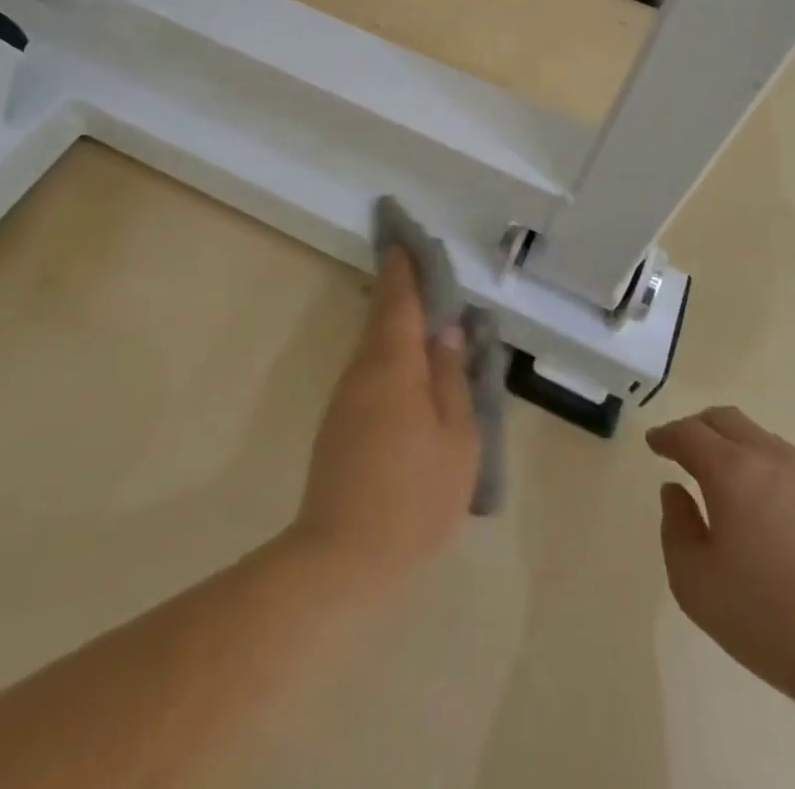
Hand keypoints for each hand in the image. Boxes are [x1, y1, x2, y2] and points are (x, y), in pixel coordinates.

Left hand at [291, 248, 479, 593]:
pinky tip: (413, 370)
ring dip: (398, 323)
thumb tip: (447, 333)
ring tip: (430, 317)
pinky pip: (371, 370)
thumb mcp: (456, 439)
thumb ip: (451, 379)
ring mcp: (346, 395)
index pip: (399, 299)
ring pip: (376, 344)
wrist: (342, 556)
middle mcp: (363, 369)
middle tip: (425, 269)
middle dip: (402, 289)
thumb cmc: (413, 496)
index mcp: (394, 364)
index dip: (404, 267)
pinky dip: (392, 354)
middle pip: (384, 316)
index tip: (405, 237)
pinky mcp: (339, 421)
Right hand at [649, 406, 794, 709]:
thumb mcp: (696, 586)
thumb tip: (677, 493)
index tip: (655, 443)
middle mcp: (774, 461)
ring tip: (737, 488)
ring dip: (744, 453)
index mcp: (732, 472)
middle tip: (688, 450)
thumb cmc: (773, 621)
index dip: (667, 435)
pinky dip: (782, 486)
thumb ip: (676, 530)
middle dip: (701, 427)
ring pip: (770, 445)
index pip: (689, 433)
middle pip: (730, 420)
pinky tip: (787, 529)